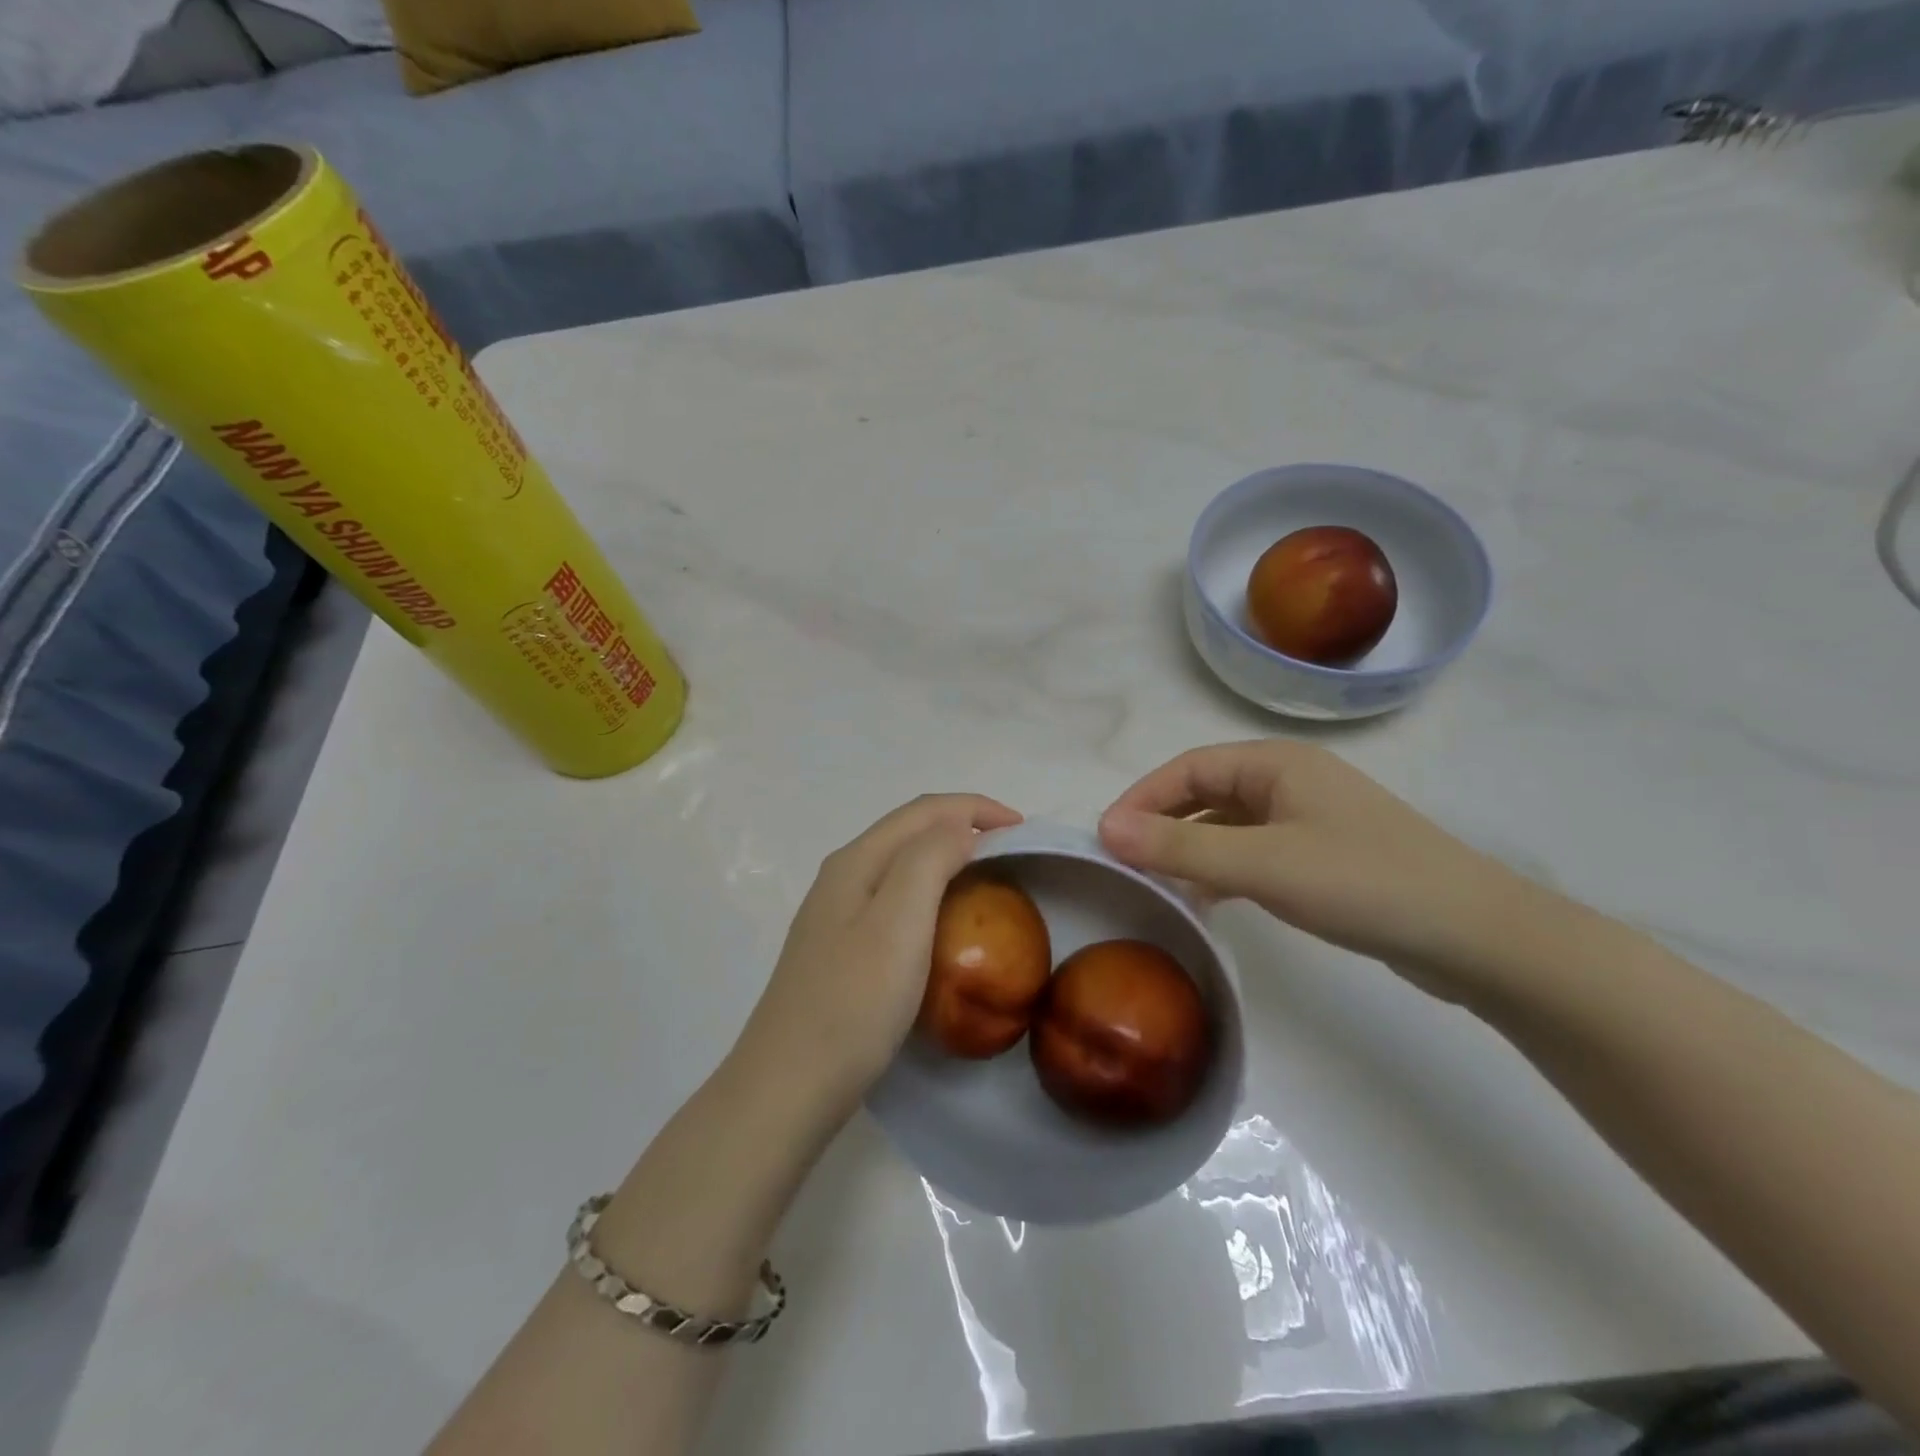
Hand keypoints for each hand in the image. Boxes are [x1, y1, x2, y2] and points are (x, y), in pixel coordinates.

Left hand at [737, 794, 1022, 1117]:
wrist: (788, 1087)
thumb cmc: (853, 1003)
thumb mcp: (898, 921)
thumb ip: (929, 859)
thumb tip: (959, 828)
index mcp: (856, 861)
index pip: (925, 811)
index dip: (976, 807)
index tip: (1023, 829)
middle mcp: (842, 876)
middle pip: (910, 830)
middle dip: (963, 824)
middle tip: (1012, 848)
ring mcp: (836, 914)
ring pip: (901, 863)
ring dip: (946, 855)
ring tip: (987, 875)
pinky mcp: (839, 949)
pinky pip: (893, 898)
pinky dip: (929, 890)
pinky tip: (942, 921)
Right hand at [1099, 741, 1560, 1004]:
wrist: (1476, 938)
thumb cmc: (1363, 882)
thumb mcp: (1263, 865)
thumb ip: (1182, 848)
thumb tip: (1106, 829)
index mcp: (1276, 763)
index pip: (1188, 769)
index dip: (1142, 798)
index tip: (1106, 838)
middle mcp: (1290, 781)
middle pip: (1205, 794)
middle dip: (1162, 825)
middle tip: (1125, 863)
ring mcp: (1308, 819)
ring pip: (1228, 826)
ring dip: (1189, 850)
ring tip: (1156, 885)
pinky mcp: (1321, 857)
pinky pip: (1252, 853)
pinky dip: (1221, 871)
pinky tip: (1206, 900)